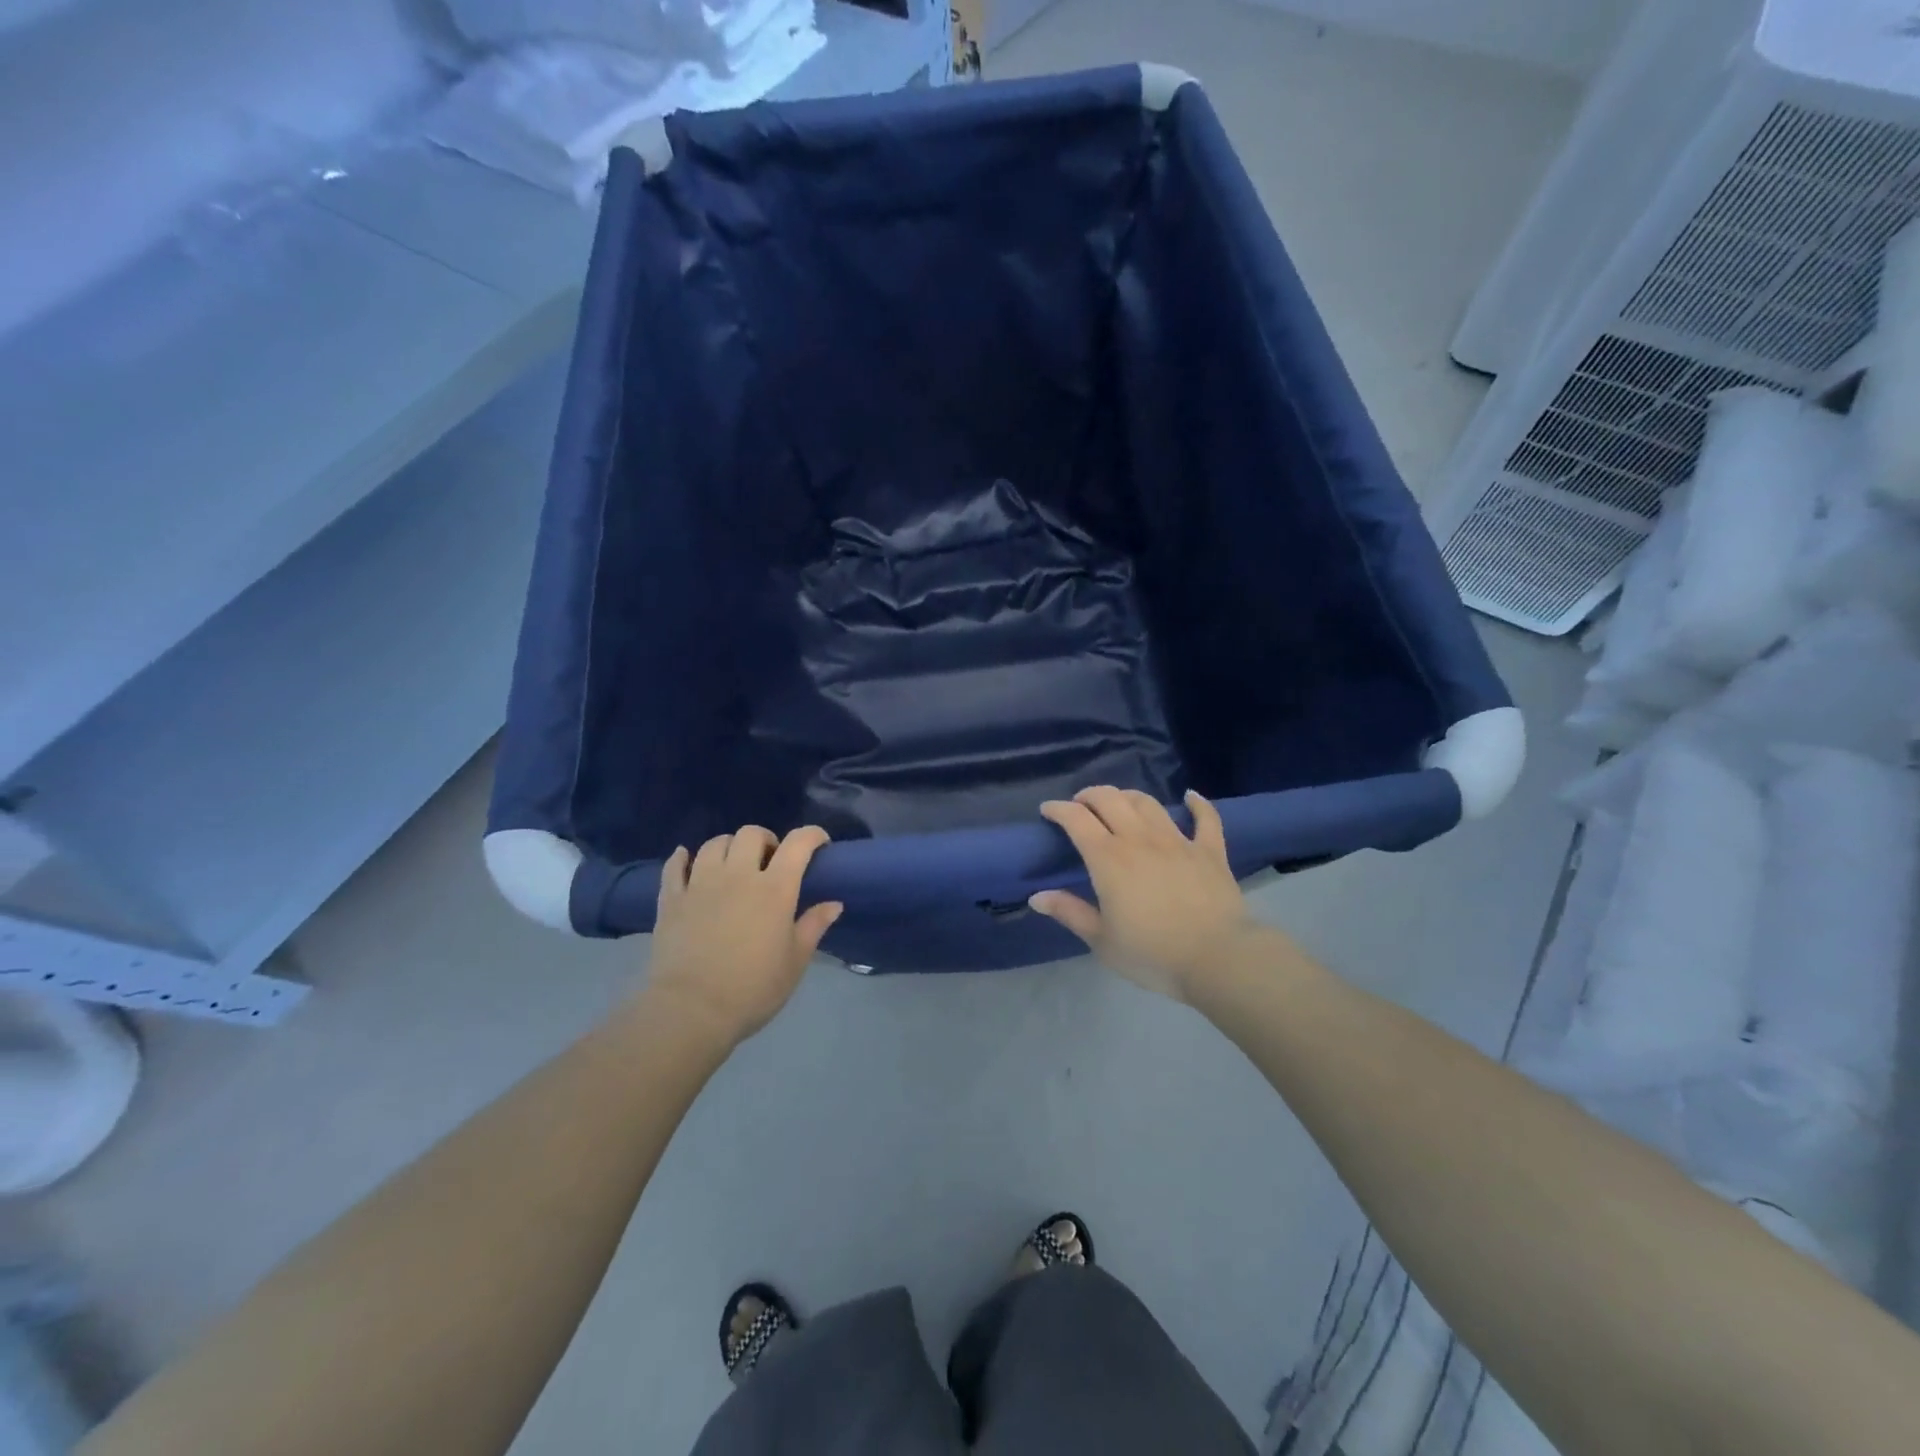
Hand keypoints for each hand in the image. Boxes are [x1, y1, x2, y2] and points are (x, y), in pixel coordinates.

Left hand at [646, 826, 842, 1046]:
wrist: (691, 1011)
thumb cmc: (753, 988)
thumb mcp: (795, 961)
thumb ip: (814, 926)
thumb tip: (834, 903)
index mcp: (775, 888)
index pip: (798, 843)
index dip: (812, 835)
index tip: (819, 844)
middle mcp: (738, 875)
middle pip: (751, 834)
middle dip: (767, 840)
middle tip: (771, 861)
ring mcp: (700, 884)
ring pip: (714, 843)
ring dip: (729, 847)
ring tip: (734, 865)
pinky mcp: (671, 899)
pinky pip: (675, 865)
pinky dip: (683, 858)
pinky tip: (687, 860)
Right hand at [1030, 788, 1253, 1000]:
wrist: (1218, 959)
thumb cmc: (1152, 954)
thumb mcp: (1102, 940)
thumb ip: (1070, 912)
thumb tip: (1037, 897)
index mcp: (1108, 859)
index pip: (1076, 819)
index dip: (1058, 809)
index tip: (1048, 810)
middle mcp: (1139, 839)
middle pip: (1110, 799)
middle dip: (1089, 795)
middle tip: (1080, 805)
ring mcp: (1177, 841)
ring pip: (1148, 803)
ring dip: (1128, 796)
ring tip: (1120, 803)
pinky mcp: (1209, 851)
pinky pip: (1205, 818)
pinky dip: (1197, 804)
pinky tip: (1190, 797)